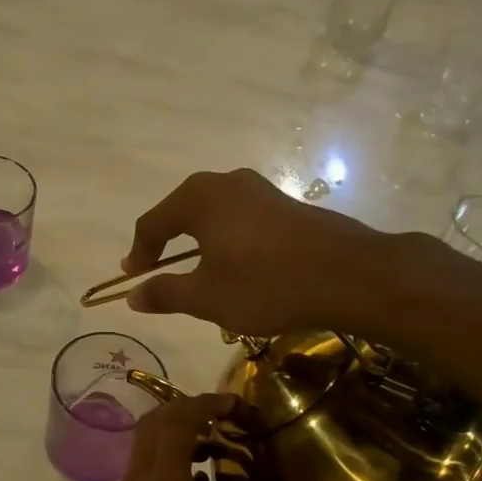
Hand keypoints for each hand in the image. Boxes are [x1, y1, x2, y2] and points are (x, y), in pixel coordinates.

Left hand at [54, 393, 334, 480]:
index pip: (176, 423)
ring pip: (147, 448)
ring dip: (180, 436)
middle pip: (156, 425)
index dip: (205, 403)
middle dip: (192, 411)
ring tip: (223, 447)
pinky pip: (146, 474)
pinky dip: (171, 464)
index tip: (239, 403)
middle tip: (233, 418)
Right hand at [120, 168, 390, 335]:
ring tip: (196, 273)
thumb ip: (165, 294)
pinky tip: (236, 267)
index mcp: (198, 198)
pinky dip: (226, 240)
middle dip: (166, 244)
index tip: (132, 278)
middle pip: (181, 212)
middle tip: (157, 272)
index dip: (138, 253)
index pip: (152, 223)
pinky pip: (240, 219)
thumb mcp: (207, 297)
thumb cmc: (266, 284)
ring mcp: (260, 190)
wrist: (349, 275)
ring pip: (213, 215)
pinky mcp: (285, 204)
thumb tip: (132, 296)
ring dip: (197, 243)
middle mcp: (226, 183)